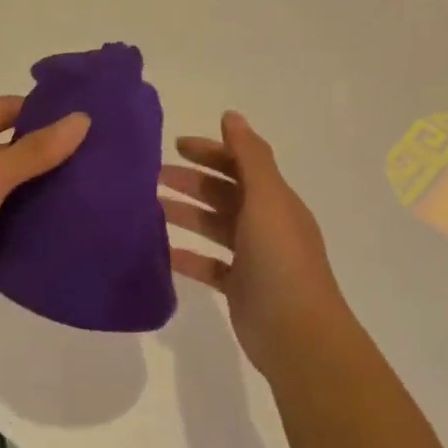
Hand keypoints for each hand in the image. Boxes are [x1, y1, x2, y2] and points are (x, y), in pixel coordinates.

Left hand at [0, 96, 90, 329]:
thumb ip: (34, 150)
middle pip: (11, 149)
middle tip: (97, 158)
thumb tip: (81, 119)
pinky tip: (65, 225)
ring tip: (92, 190)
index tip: (84, 118)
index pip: (5, 109)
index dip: (42, 110)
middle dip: (48, 153)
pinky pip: (6, 221)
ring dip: (42, 190)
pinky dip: (29, 222)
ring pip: (11, 188)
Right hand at [160, 111, 350, 374]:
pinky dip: (186, 255)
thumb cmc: (280, 259)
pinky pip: (208, 264)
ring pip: (214, 226)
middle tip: (153, 176)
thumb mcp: (266, 199)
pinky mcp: (239, 287)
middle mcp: (265, 224)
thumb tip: (231, 115)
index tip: (175, 144)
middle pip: (225, 193)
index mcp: (275, 200)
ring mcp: (253, 257)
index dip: (211, 150)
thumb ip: (249, 156)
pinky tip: (160, 252)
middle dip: (192, 181)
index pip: (241, 164)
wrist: (297, 332)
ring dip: (185, 214)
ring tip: (150, 208)